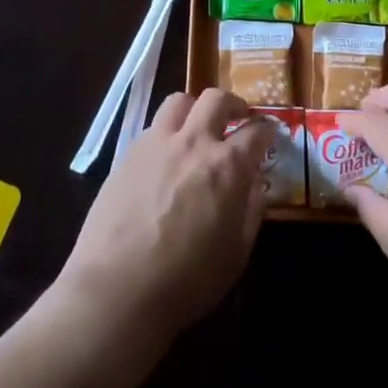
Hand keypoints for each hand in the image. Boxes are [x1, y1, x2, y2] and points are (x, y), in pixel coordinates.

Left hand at [57, 89, 272, 341]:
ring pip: (179, 101)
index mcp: (228, 166)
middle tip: (237, 118)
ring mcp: (156, 144)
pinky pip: (153, 127)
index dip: (267, 130)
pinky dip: (167, 132)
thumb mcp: (237, 253)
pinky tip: (165, 157)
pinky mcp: (127, 154)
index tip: (269, 135)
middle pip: (216, 99)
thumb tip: (254, 185)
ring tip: (197, 127)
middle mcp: (194, 142)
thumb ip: (251, 211)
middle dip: (233, 104)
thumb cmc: (187, 279)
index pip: (256, 131)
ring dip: (194, 109)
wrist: (118, 288)